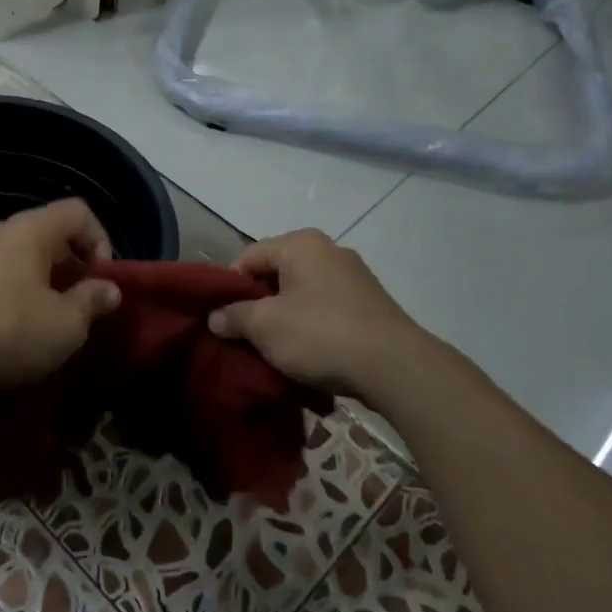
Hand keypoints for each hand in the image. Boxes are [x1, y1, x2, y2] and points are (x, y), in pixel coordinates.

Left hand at [0, 199, 121, 400]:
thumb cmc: (9, 332)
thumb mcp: (66, 325)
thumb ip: (92, 302)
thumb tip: (109, 289)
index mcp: (28, 229)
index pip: (78, 211)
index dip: (101, 240)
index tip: (101, 280)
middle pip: (46, 233)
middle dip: (70, 266)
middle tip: (78, 304)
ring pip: (16, 256)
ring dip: (39, 281)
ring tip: (45, 320)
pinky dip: (9, 292)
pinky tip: (9, 328)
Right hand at [207, 229, 424, 397]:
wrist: (395, 367)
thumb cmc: (321, 335)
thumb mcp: (265, 327)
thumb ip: (234, 317)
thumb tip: (215, 317)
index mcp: (300, 244)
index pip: (248, 256)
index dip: (229, 288)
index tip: (223, 320)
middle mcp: (329, 249)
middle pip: (275, 273)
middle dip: (257, 303)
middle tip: (245, 335)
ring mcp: (354, 275)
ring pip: (301, 292)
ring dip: (284, 317)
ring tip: (275, 347)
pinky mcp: (370, 302)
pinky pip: (325, 307)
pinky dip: (310, 324)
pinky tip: (307, 351)